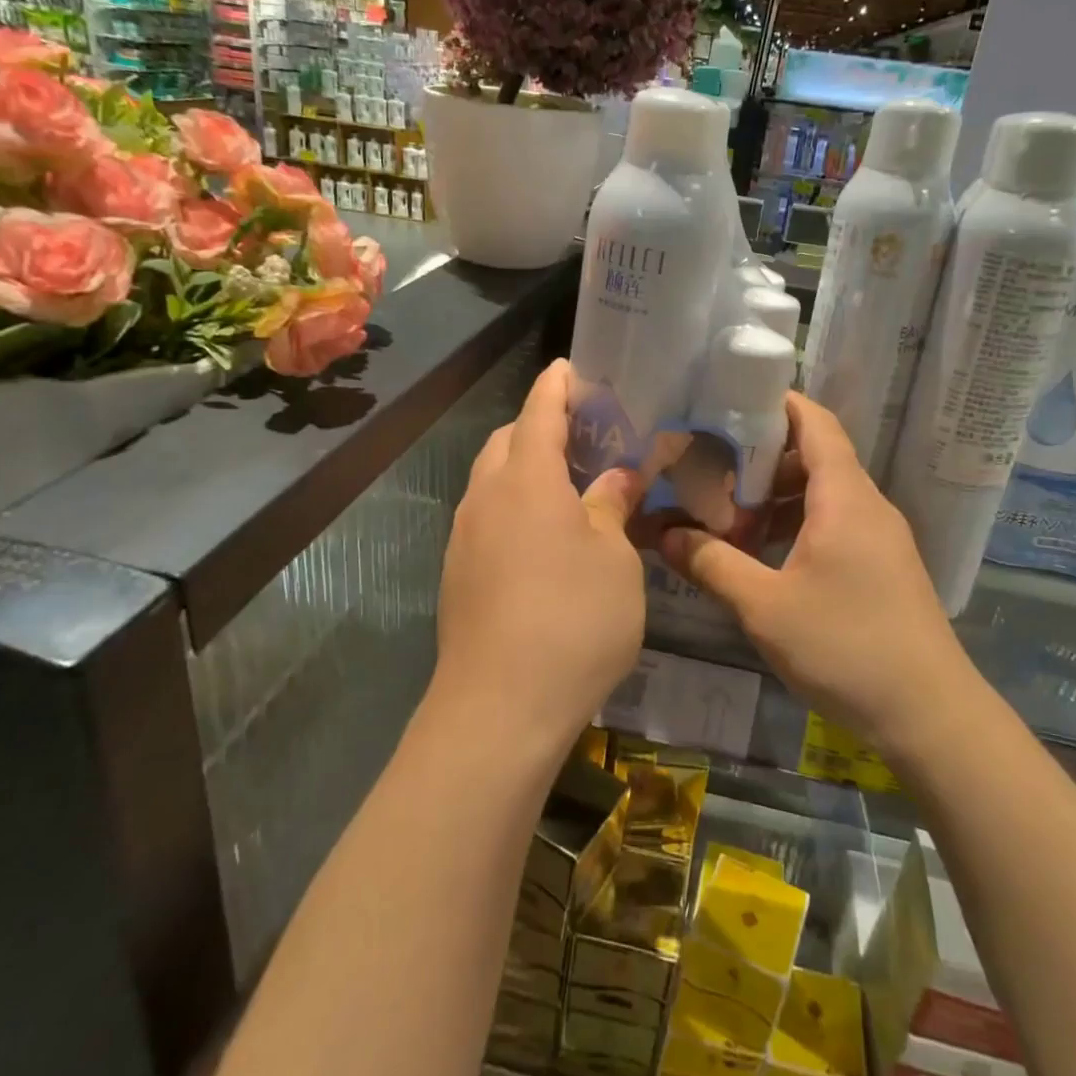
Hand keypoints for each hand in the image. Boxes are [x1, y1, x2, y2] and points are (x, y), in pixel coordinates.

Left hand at [435, 359, 645, 750]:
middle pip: (507, 440)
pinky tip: (543, 537)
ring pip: (492, 480)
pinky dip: (513, 505)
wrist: (499, 708)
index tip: (572, 367)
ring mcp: (464, 536)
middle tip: (585, 433)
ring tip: (568, 483)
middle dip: (540, 424)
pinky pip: (486, 516)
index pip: (539, 410)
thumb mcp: (614, 558)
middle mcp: (485, 496)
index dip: (557, 384)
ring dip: (525, 467)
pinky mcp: (457, 573)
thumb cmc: (573, 619)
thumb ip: (612, 506)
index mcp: (526, 478)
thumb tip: (618, 476)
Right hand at [660, 392, 971, 750]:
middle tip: (711, 466)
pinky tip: (764, 556)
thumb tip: (664, 534)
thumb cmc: (845, 647)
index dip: (778, 403)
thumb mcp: (764, 606)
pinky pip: (836, 525)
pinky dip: (798, 525)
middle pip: (815, 458)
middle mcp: (867, 506)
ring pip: (824, 496)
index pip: (815, 424)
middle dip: (763, 458)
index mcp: (844, 498)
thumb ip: (712, 564)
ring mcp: (880, 537)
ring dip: (778, 499)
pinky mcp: (883, 566)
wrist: (929, 715)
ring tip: (728, 514)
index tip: (731, 399)